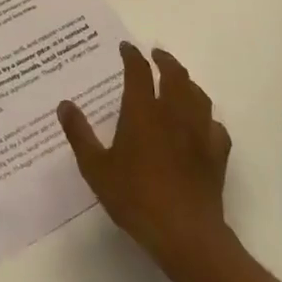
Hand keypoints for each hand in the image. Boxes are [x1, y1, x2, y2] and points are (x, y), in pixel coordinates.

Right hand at [58, 42, 232, 280]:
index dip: (132, 56)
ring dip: (187, 82)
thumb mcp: (96, 168)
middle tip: (156, 55)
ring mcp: (199, 132)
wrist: (185, 234)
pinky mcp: (217, 154)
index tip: (126, 48)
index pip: (138, 71)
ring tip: (179, 81)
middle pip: (174, 75)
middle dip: (165, 60)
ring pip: (197, 95)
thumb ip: (79, 134)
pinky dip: (207, 118)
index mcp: (143, 111)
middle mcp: (173, 113)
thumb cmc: (135, 198)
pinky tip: (202, 124)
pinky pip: (215, 126)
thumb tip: (64, 104)